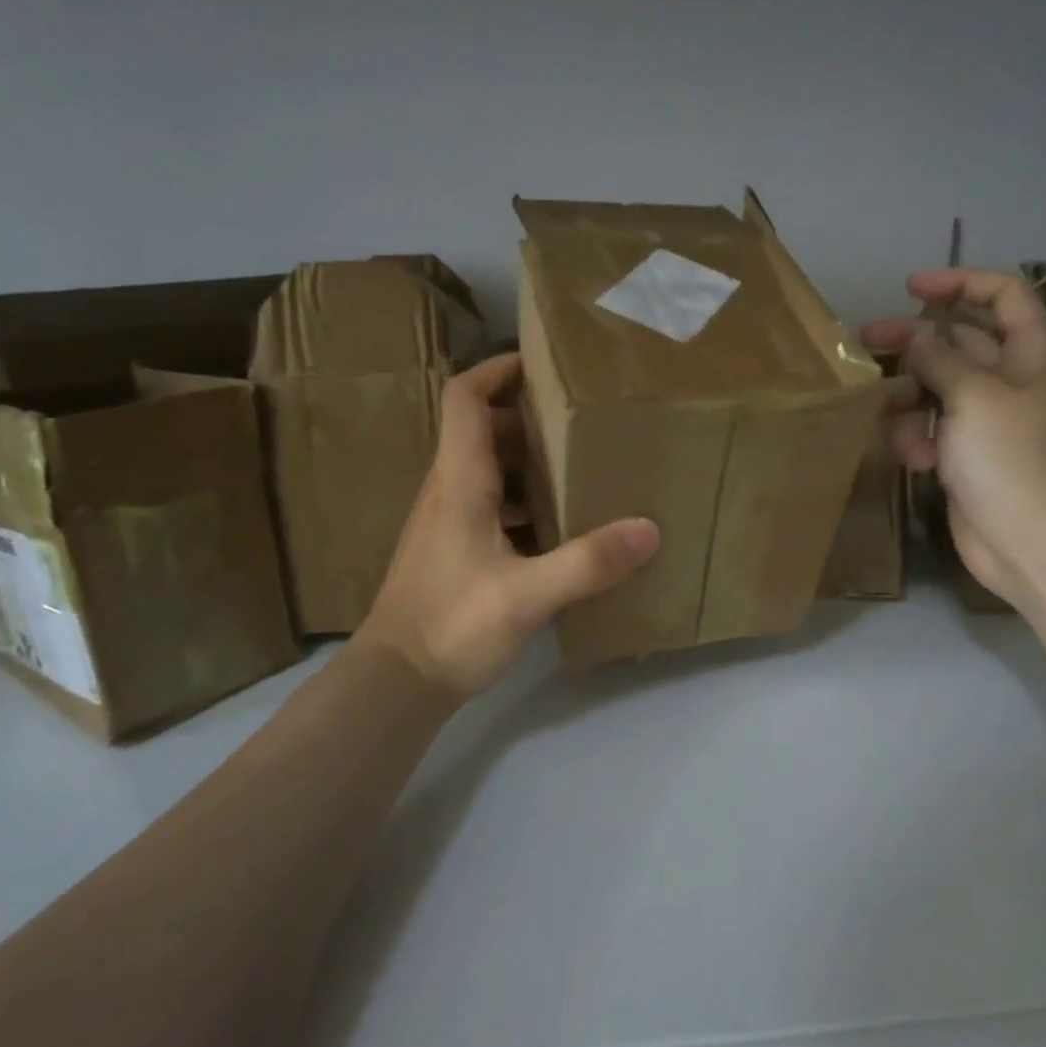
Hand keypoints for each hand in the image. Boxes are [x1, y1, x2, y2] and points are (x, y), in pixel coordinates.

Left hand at [357, 353, 658, 698]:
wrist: (396, 684)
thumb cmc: (452, 626)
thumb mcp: (527, 594)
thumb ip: (588, 562)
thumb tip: (649, 528)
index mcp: (459, 481)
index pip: (465, 399)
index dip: (497, 369)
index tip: (543, 362)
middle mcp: (449, 490)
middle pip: (483, 428)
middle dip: (528, 413)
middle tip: (582, 415)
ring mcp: (449, 521)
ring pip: (489, 468)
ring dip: (528, 458)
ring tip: (580, 462)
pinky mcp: (456, 550)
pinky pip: (493, 503)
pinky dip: (525, 498)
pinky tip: (561, 523)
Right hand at [862, 268, 1045, 606]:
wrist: (1034, 545)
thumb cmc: (1013, 460)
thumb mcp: (974, 396)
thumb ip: (940, 358)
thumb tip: (917, 337)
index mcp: (1031, 353)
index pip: (1003, 294)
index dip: (960, 282)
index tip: (912, 289)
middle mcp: (1012, 380)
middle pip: (958, 342)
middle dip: (915, 343)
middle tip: (867, 340)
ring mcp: (989, 421)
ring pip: (937, 389)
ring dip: (911, 402)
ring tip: (895, 423)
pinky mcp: (967, 456)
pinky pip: (933, 430)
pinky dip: (919, 440)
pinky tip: (917, 462)